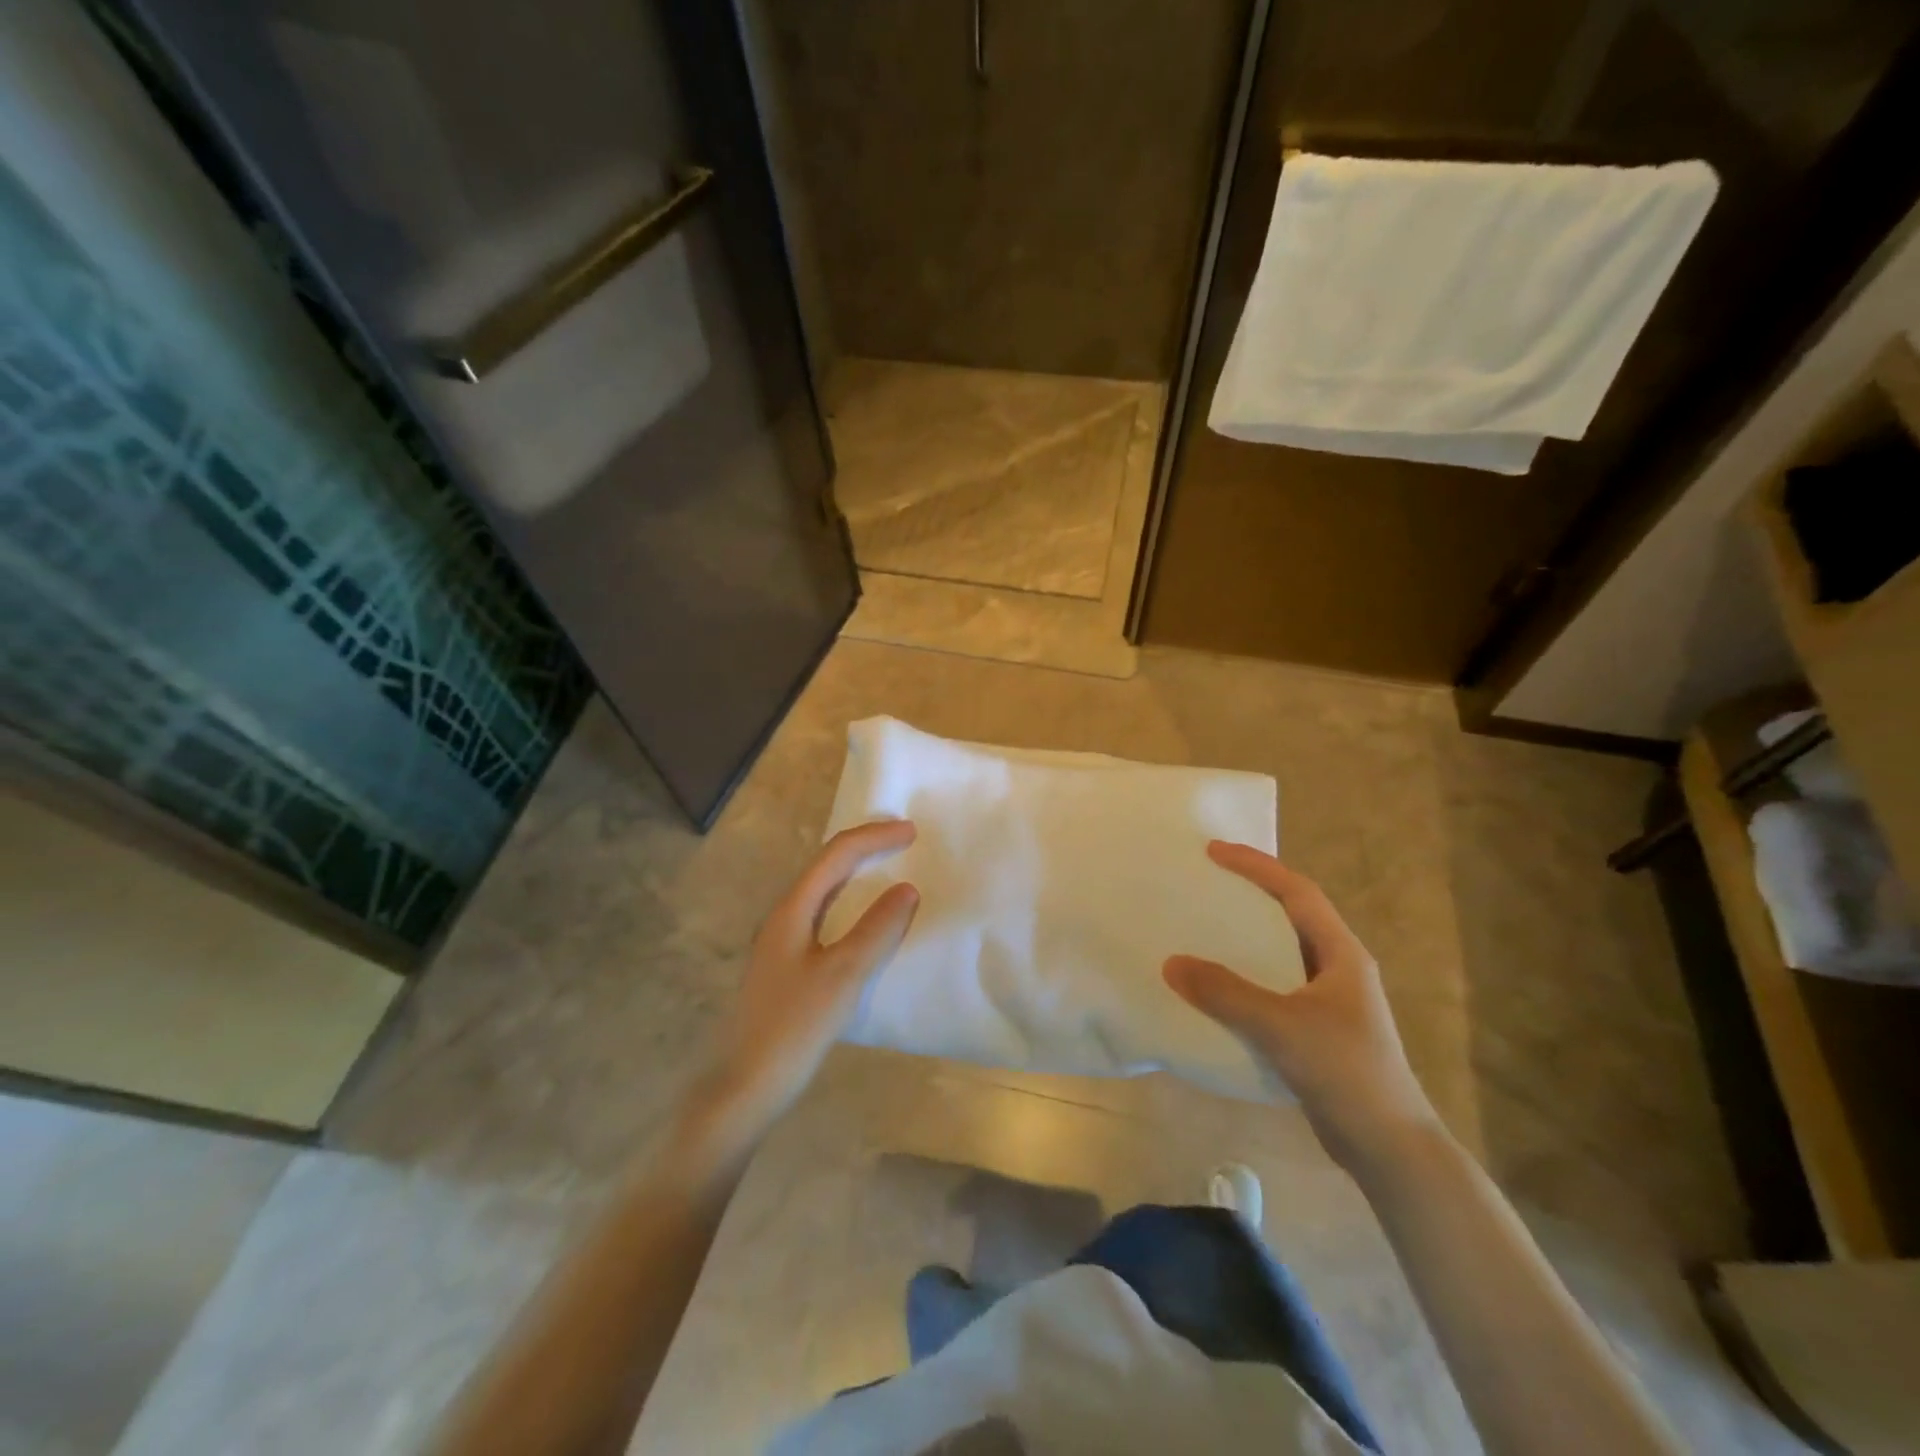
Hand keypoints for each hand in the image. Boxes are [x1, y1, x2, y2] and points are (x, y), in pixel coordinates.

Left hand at [701, 819, 919, 1125]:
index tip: (913, 833)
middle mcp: (783, 917)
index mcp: (792, 910)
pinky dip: (852, 904)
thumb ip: (876, 929)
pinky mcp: (788, 966)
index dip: (874, 837)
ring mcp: (782, 942)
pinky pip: (825, 916)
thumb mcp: (844, 976)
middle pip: (826, 866)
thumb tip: (907, 889)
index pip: (836, 855)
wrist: (747, 1087)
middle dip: (865, 847)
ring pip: (824, 891)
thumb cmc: (795, 1027)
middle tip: (904, 843)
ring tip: (890, 870)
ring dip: (857, 874)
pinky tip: (866, 923)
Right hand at [1164, 841, 1438, 1173]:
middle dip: (1250, 892)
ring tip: (1204, 926)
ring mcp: (1329, 1001)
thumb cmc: (1346, 1073)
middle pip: (1290, 915)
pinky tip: (1216, 988)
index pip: (1297, 892)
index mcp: (1341, 954)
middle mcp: (1337, 969)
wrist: (1389, 1148)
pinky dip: (1244, 976)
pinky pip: (1272, 986)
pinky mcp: (1316, 1030)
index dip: (1257, 866)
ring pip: (1280, 951)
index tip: (1214, 851)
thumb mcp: (1281, 1027)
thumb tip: (1171, 963)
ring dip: (1245, 935)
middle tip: (1206, 881)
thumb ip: (1226, 993)